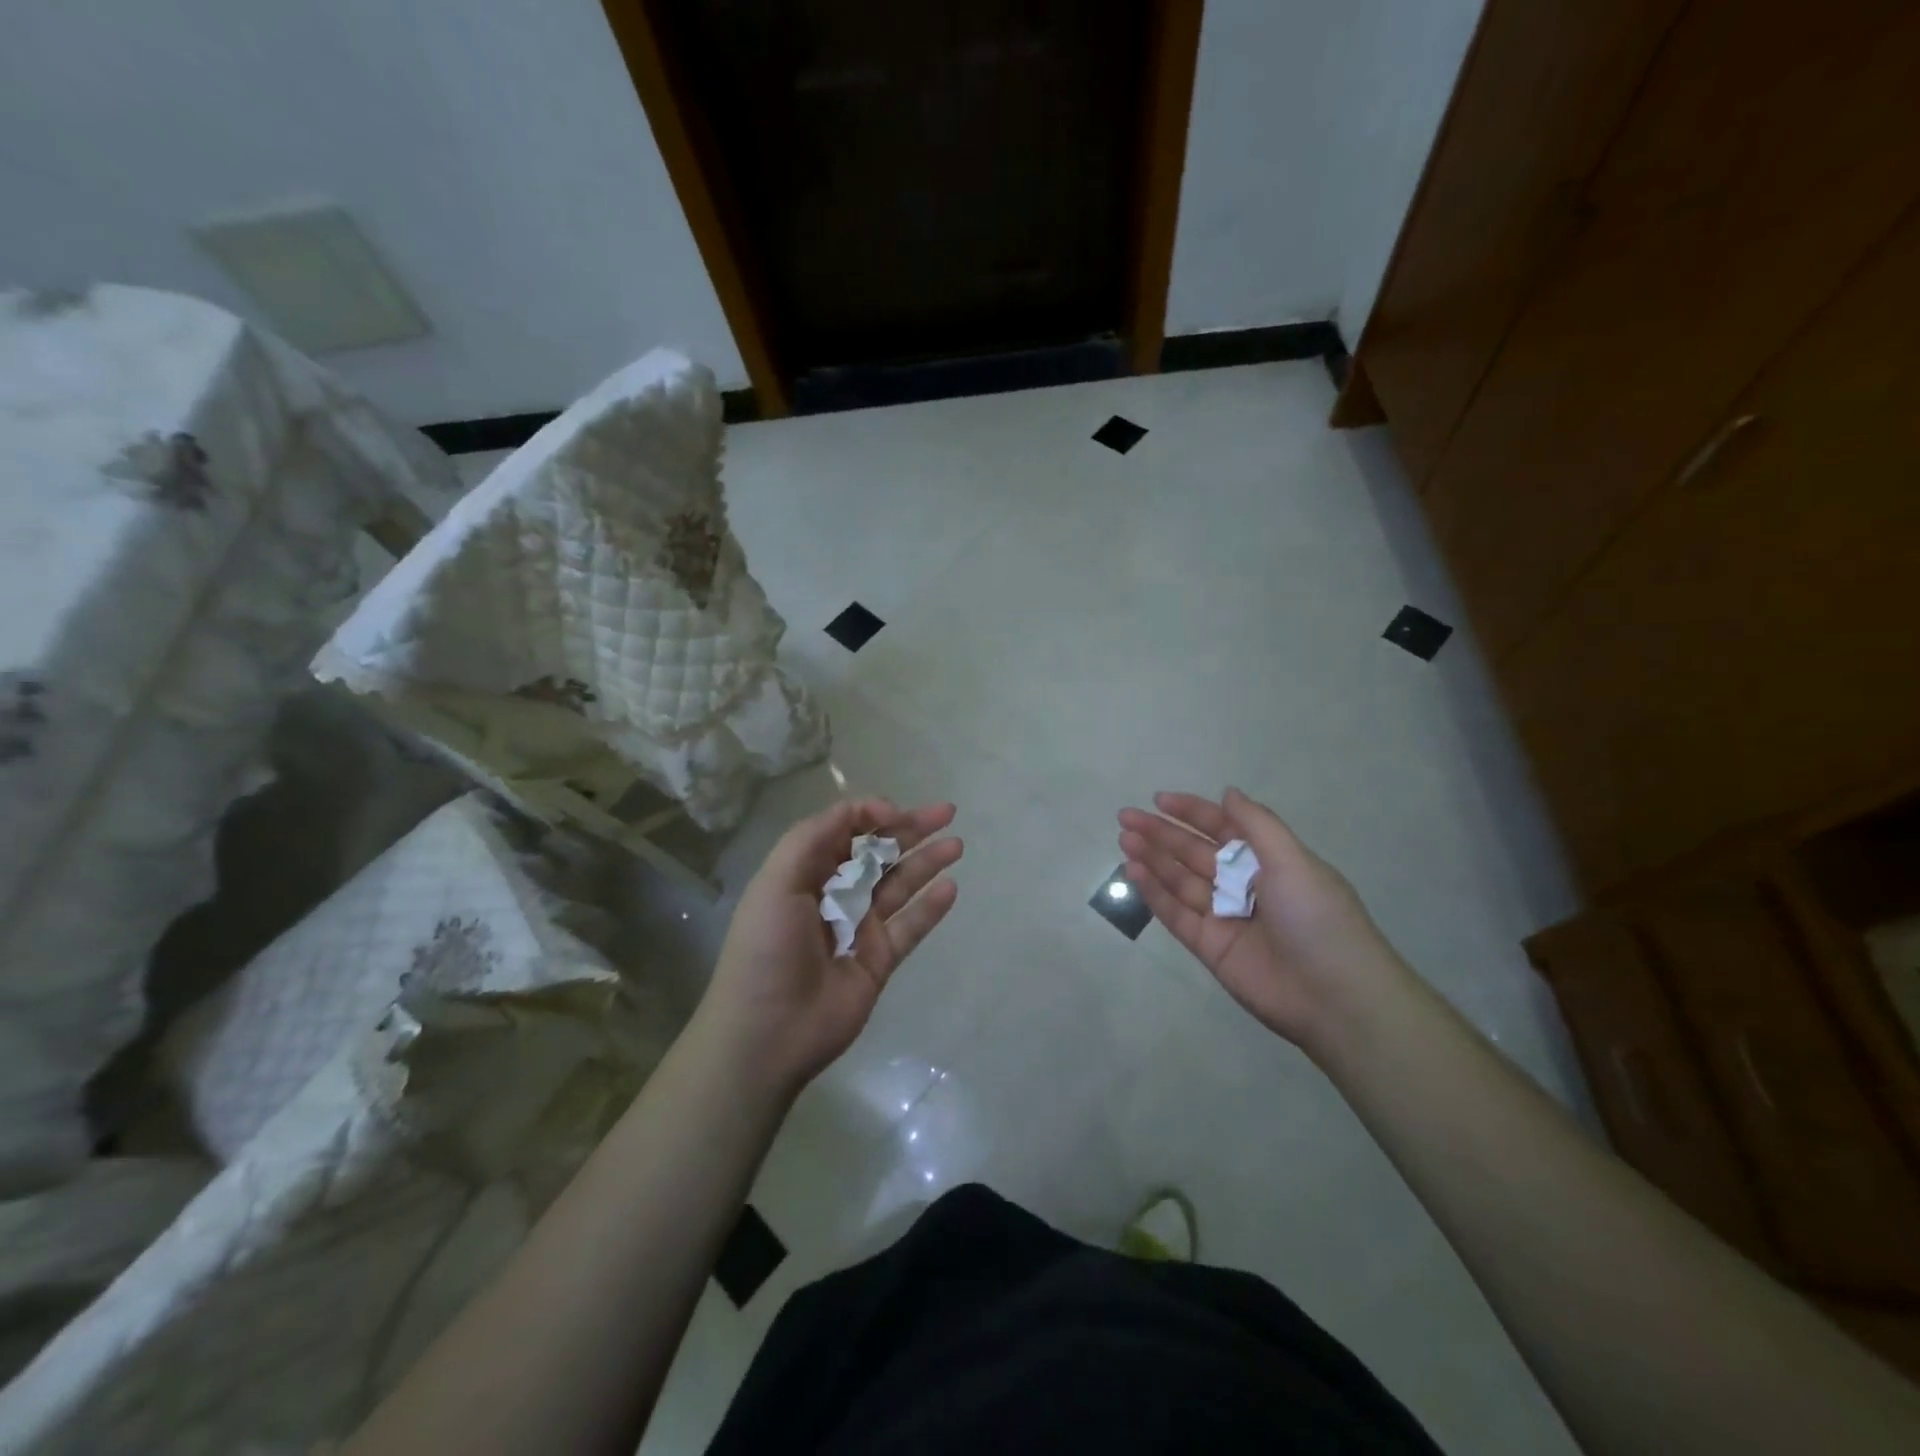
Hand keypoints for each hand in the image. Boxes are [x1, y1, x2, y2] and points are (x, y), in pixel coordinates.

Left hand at [699, 798, 961, 1091]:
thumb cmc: (767, 948)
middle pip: (878, 853)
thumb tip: (872, 812)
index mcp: (804, 872)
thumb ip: (815, 835)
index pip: (844, 830)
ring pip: (899, 885)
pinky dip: (930, 907)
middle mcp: (834, 894)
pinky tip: (951, 887)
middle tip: (946, 811)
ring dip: (926, 861)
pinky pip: (910, 927)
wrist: (767, 1032)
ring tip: (956, 844)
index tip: (896, 812)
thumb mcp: (776, 880)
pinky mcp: (879, 960)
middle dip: (910, 829)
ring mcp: (859, 928)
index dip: (871, 814)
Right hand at [1118, 789, 1408, 1051]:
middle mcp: (1244, 885)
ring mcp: (1224, 917)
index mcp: (1269, 861)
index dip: (1192, 812)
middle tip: (1126, 817)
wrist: (1334, 996)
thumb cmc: (1317, 917)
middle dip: (1161, 833)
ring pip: (1179, 880)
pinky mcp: (1208, 947)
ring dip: (1152, 858)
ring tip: (1124, 839)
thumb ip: (1257, 824)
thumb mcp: (1294, 860)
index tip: (1159, 799)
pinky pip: (1175, 914)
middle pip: (1194, 852)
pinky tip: (1134, 870)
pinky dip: (1154, 892)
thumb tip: (1228, 792)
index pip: (1222, 828)